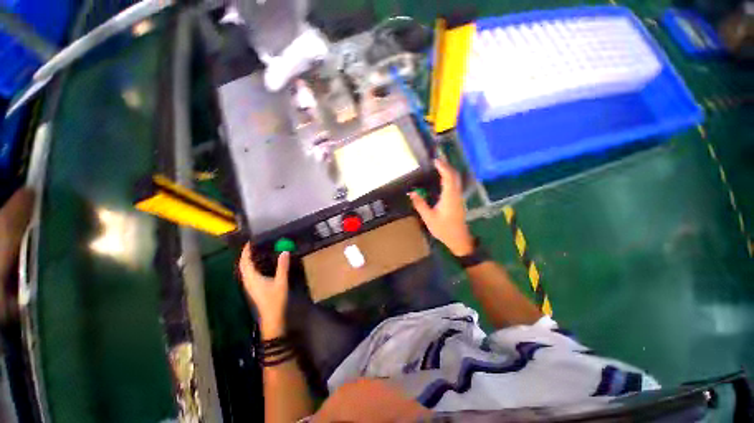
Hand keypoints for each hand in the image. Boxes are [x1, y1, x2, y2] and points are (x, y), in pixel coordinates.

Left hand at [239, 243, 289, 337]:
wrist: (272, 317)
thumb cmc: (275, 299)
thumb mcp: (281, 281)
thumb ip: (283, 266)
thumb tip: (285, 251)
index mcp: (252, 278)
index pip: (245, 262)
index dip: (246, 251)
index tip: (250, 242)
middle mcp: (248, 281)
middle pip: (243, 266)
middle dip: (246, 255)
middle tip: (254, 245)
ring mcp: (250, 286)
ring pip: (245, 270)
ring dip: (248, 261)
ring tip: (256, 253)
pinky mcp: (253, 289)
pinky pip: (249, 274)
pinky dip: (251, 267)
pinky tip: (260, 266)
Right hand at [409, 159, 474, 256]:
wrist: (459, 239)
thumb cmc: (444, 229)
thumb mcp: (428, 218)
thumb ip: (420, 204)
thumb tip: (412, 193)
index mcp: (449, 197)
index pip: (448, 177)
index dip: (443, 167)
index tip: (435, 161)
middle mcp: (456, 195)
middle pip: (454, 176)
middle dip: (447, 166)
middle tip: (436, 162)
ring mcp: (459, 198)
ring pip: (456, 180)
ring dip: (449, 172)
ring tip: (439, 168)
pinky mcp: (458, 201)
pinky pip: (455, 185)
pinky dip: (449, 178)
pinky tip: (442, 181)